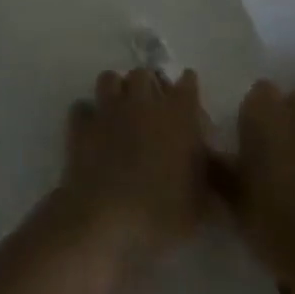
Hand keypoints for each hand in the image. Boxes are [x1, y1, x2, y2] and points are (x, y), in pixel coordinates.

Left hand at [55, 69, 212, 272]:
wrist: (106, 220)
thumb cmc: (161, 214)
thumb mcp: (200, 206)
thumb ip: (209, 180)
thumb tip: (213, 170)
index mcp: (177, 115)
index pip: (188, 84)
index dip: (188, 86)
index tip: (188, 95)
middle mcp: (143, 101)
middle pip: (145, 74)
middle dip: (149, 85)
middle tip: (152, 106)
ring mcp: (109, 109)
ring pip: (110, 79)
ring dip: (116, 90)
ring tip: (120, 110)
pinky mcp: (82, 124)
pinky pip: (82, 107)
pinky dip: (87, 115)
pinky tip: (92, 130)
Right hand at [223, 81, 294, 293]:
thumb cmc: (271, 217)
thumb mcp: (231, 196)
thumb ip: (218, 168)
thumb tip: (206, 152)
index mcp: (264, 111)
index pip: (257, 92)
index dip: (252, 112)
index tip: (246, 137)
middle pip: (291, 103)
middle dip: (283, 119)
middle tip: (269, 152)